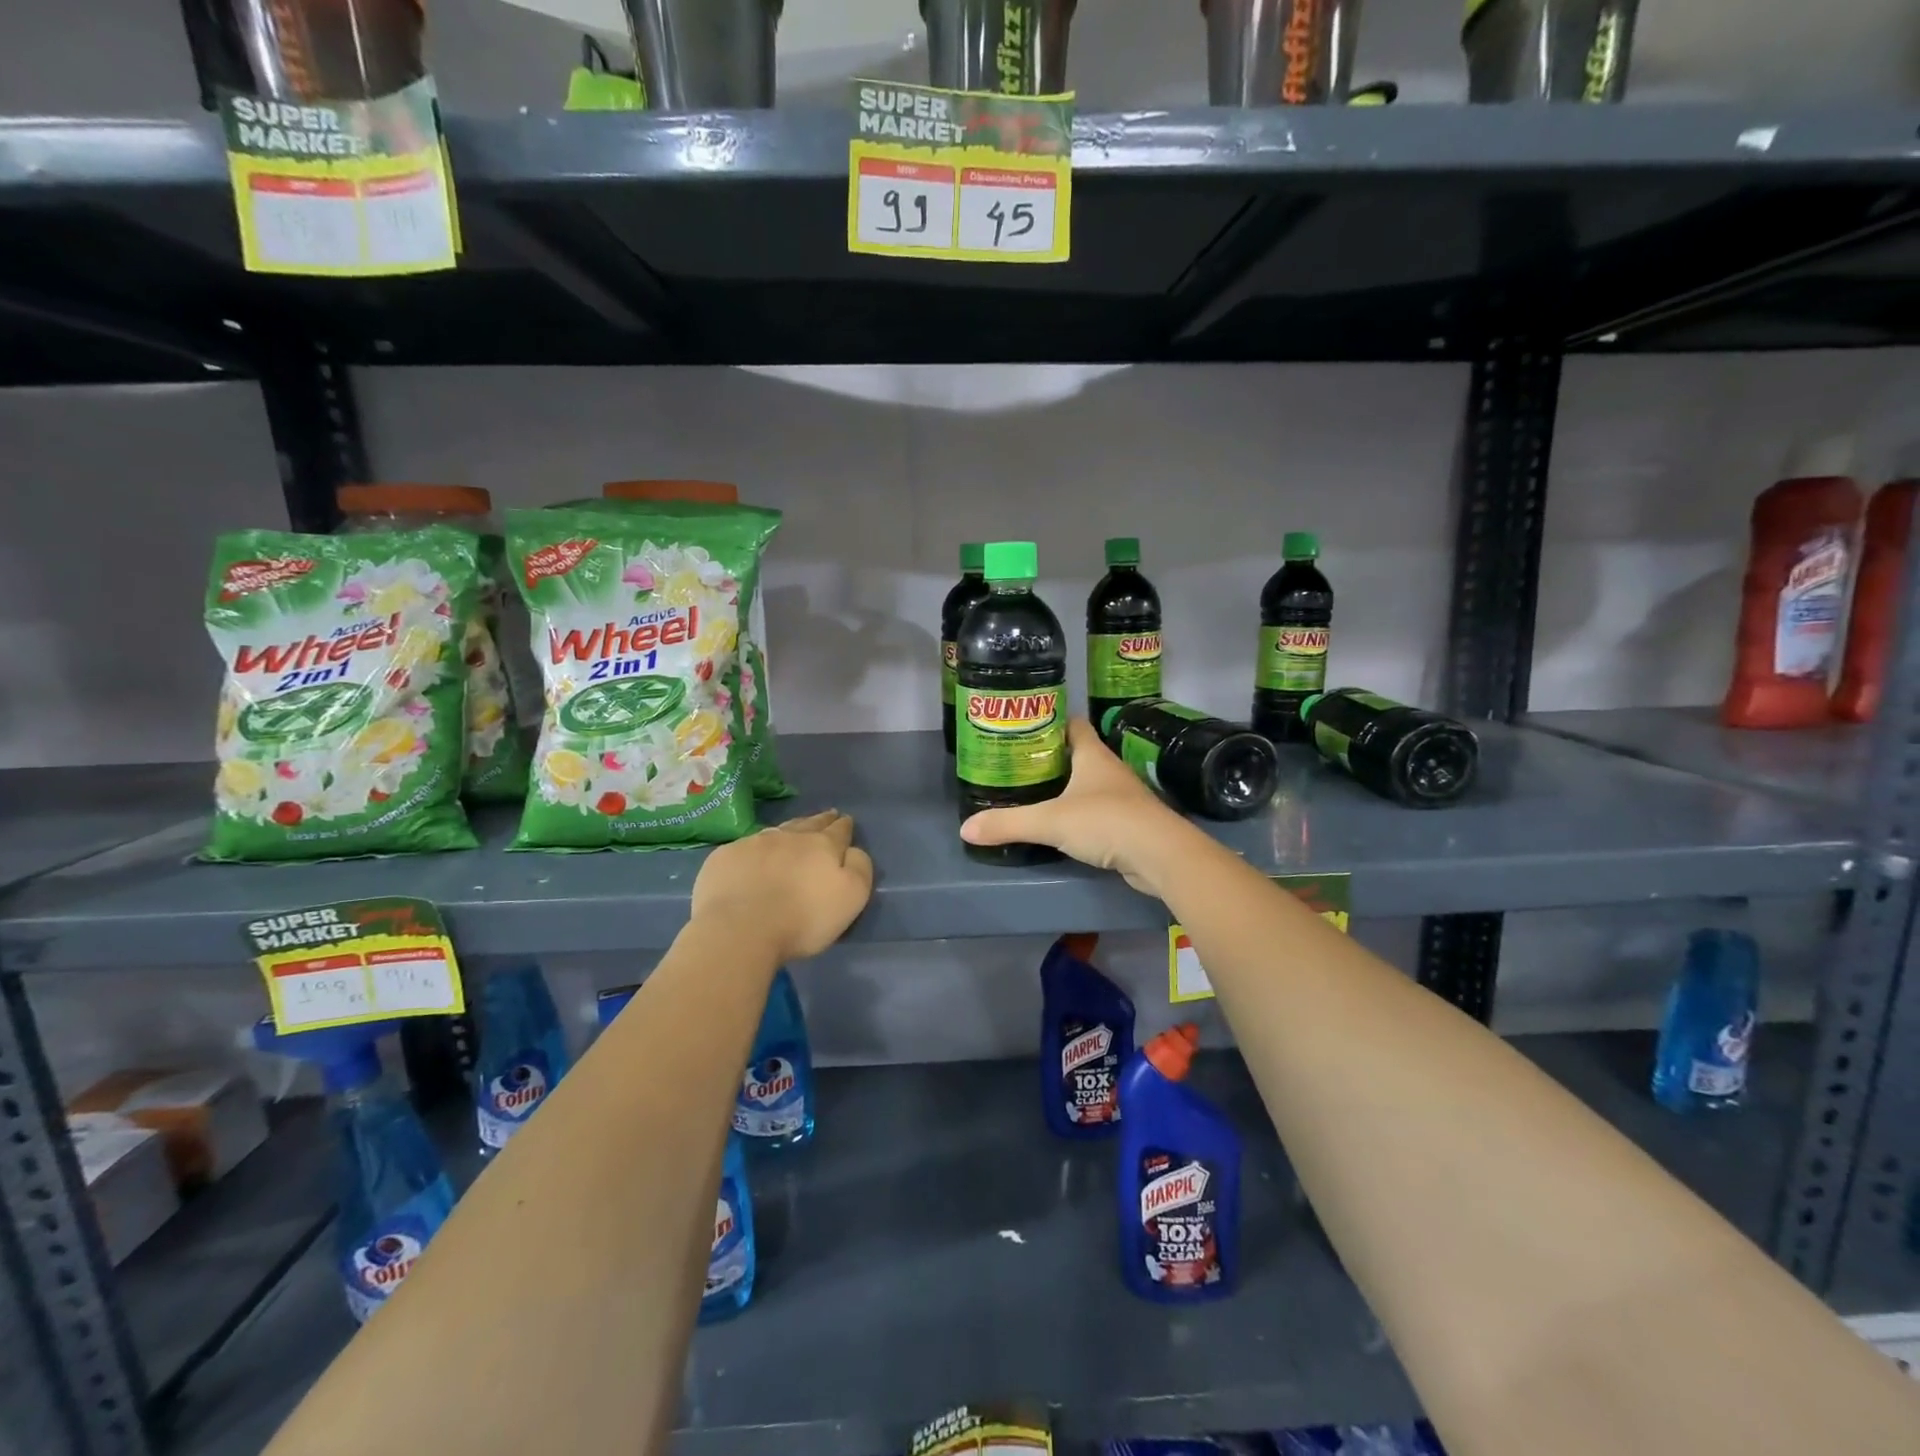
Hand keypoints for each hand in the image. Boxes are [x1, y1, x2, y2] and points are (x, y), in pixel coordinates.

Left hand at [692, 810, 873, 960]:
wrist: (740, 929)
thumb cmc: (803, 919)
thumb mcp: (851, 897)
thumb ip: (859, 868)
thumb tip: (853, 850)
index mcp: (822, 846)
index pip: (839, 830)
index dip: (844, 826)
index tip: (846, 821)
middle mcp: (789, 836)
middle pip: (809, 824)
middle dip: (820, 820)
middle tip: (827, 816)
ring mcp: (754, 843)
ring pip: (778, 830)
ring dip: (789, 830)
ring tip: (793, 831)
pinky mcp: (725, 857)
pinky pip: (745, 846)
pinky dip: (755, 849)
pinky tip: (753, 856)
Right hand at [960, 718, 1190, 897]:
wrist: (1160, 855)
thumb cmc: (1106, 821)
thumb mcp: (1050, 821)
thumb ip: (1008, 823)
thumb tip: (965, 828)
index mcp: (1092, 755)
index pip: (1072, 724)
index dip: (1049, 721)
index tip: (1022, 728)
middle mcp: (1108, 769)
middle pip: (1076, 754)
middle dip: (1048, 758)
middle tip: (1016, 765)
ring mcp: (1121, 797)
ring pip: (1087, 784)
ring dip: (1064, 787)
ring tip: (1031, 794)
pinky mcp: (1127, 823)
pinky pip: (1096, 811)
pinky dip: (1078, 814)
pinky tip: (1059, 826)